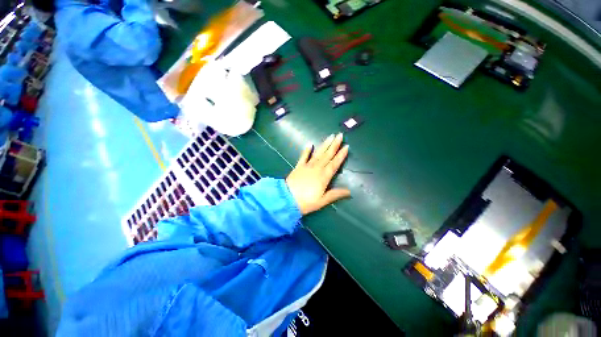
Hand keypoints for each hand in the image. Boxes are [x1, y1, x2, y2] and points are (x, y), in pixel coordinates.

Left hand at [286, 133, 350, 214]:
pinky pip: (303, 156)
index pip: (335, 164)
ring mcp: (307, 166)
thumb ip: (336, 194)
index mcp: (324, 176)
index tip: (346, 146)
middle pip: (327, 155)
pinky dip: (306, 150)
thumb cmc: (306, 202)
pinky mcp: (299, 166)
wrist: (287, 199)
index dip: (341, 155)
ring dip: (324, 145)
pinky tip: (310, 144)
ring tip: (330, 136)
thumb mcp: (323, 200)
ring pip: (318, 154)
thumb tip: (349, 192)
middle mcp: (317, 168)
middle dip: (334, 145)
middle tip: (340, 135)